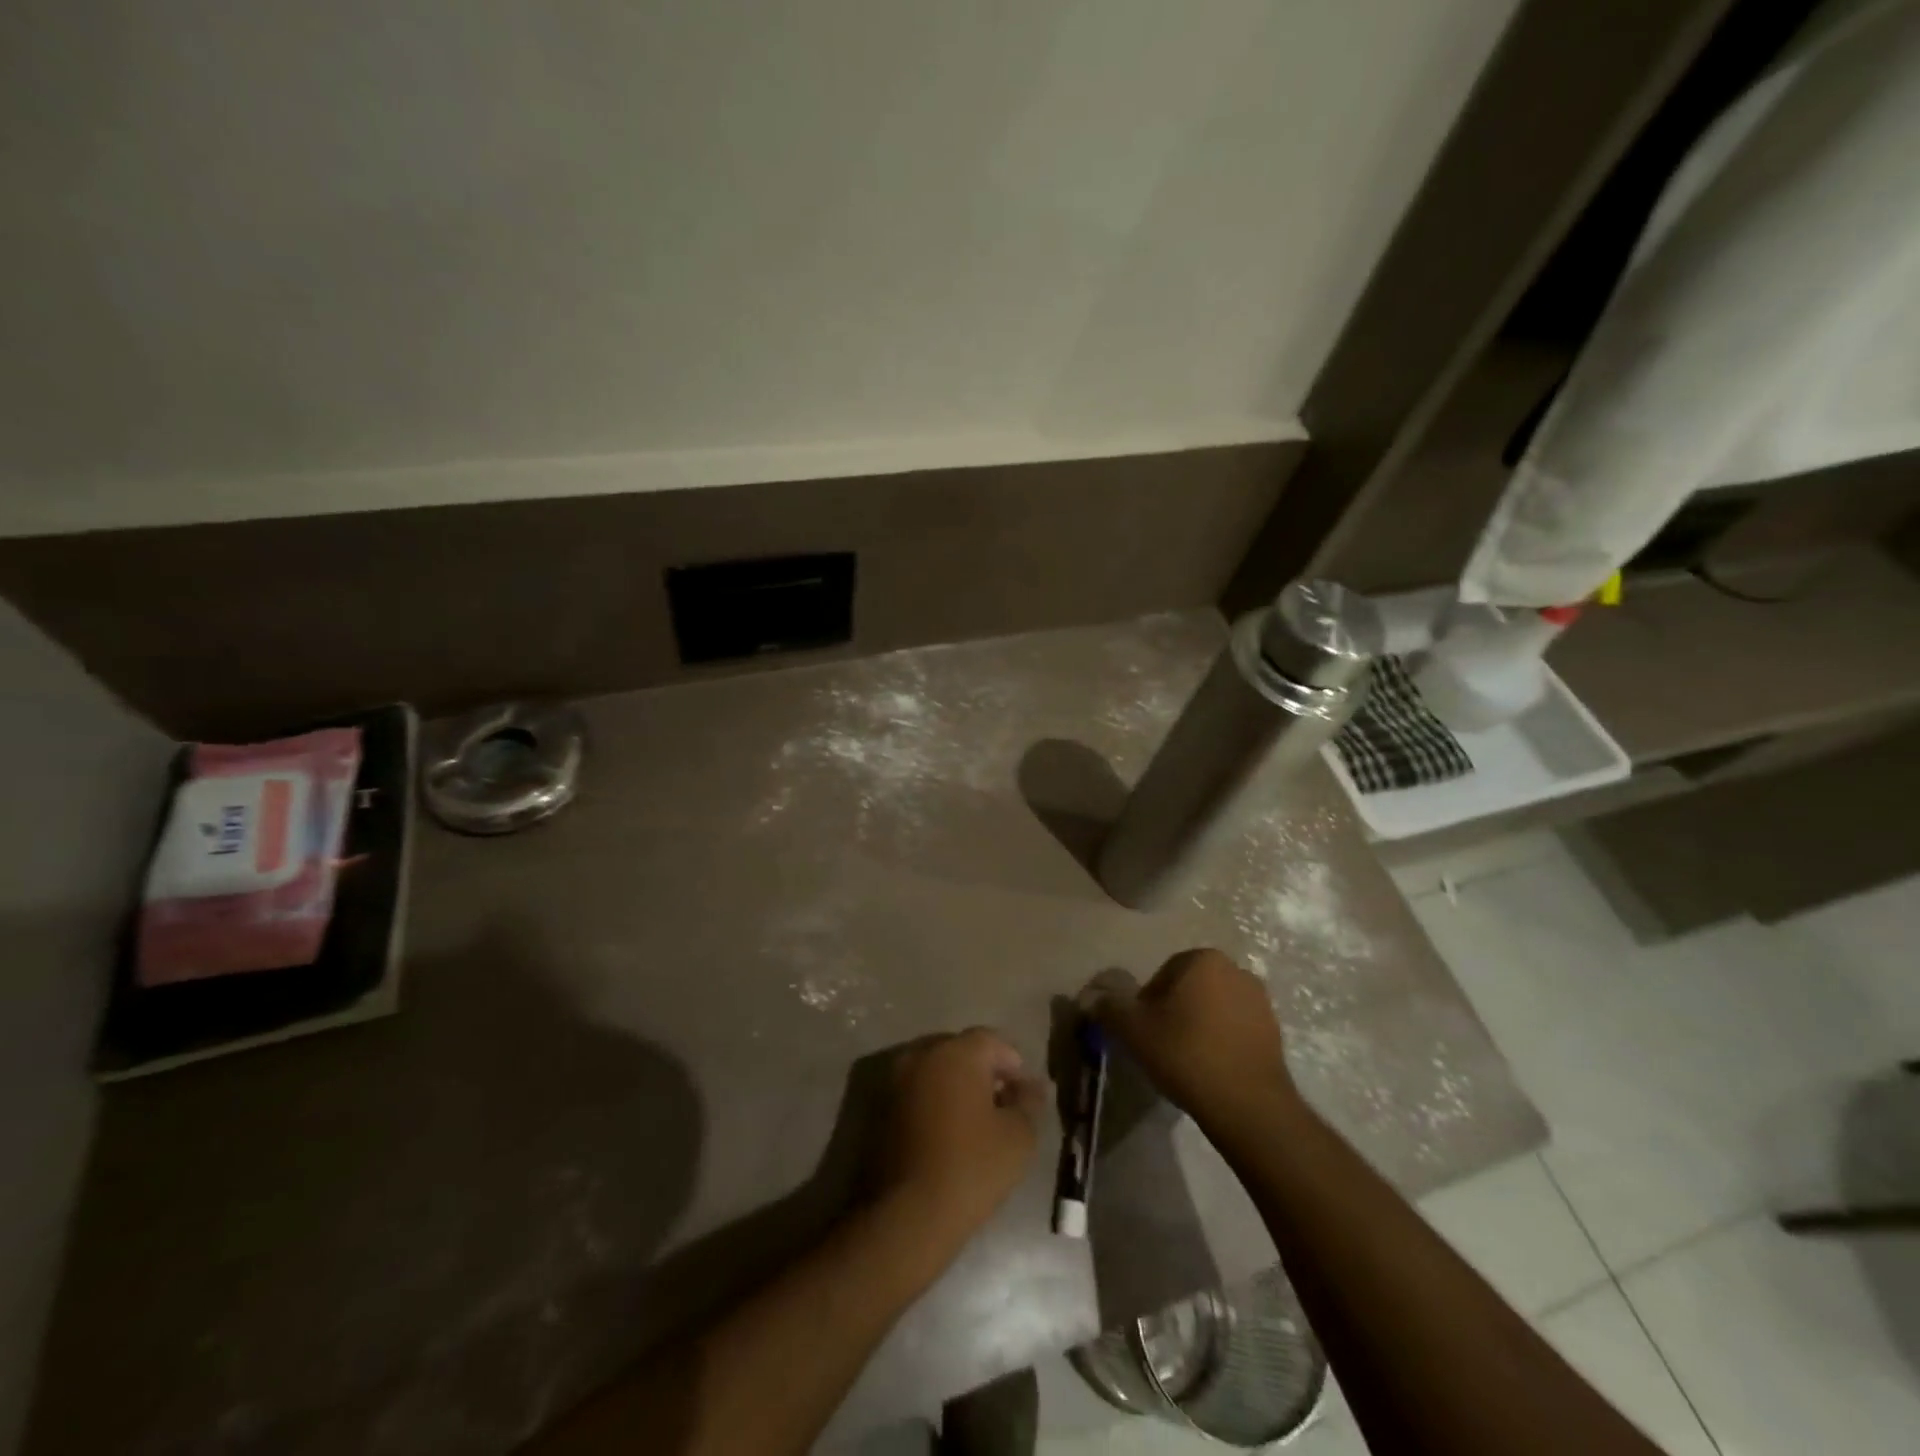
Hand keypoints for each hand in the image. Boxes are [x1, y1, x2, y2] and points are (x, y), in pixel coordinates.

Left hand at [875, 1029, 1046, 1250]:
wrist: (909, 1214)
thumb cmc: (972, 1167)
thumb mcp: (1018, 1136)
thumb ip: (1029, 1102)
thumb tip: (1032, 1086)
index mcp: (956, 1052)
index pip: (991, 1040)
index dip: (1012, 1063)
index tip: (1024, 1094)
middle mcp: (923, 1055)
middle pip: (962, 1051)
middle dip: (985, 1071)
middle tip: (1004, 1106)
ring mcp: (898, 1079)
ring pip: (937, 1070)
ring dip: (959, 1086)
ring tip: (978, 1122)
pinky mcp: (883, 1106)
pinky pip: (919, 1090)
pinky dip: (937, 1101)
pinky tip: (951, 1133)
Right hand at [1083, 949, 1302, 1135]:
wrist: (1247, 1104)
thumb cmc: (1185, 1053)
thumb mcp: (1133, 1029)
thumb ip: (1109, 1007)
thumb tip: (1092, 997)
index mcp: (1203, 959)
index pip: (1163, 974)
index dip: (1147, 1004)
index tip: (1142, 1032)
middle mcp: (1236, 970)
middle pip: (1190, 989)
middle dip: (1174, 1012)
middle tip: (1160, 1045)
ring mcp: (1260, 1001)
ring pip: (1213, 1008)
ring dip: (1198, 1026)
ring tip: (1185, 1060)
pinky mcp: (1275, 1032)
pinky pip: (1235, 1029)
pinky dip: (1220, 1042)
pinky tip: (1210, 1069)